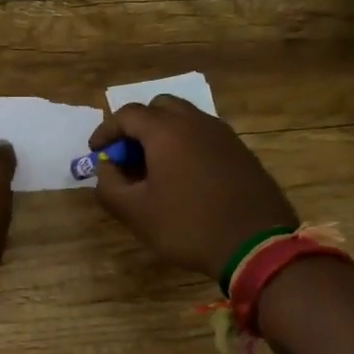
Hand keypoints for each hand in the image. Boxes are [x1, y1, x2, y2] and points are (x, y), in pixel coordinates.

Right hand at [90, 96, 297, 280]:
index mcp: (166, 131)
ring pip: (185, 119)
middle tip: (128, 155)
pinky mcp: (241, 151)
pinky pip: (205, 136)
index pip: (127, 115)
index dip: (106, 131)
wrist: (257, 246)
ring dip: (163, 134)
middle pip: (159, 108)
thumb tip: (105, 167)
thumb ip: (108, 185)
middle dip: (137, 126)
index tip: (96, 152)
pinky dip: (186, 145)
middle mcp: (195, 122)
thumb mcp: (136, 213)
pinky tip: (184, 177)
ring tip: (154, 167)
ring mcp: (223, 135)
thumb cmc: (188, 226)